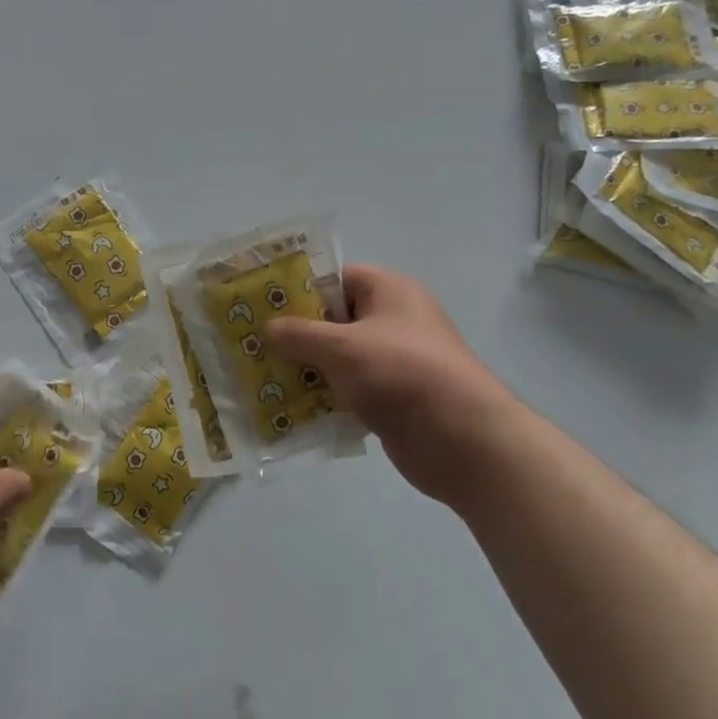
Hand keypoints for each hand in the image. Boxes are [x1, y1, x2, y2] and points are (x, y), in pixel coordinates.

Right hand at [264, 264, 526, 505]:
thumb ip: (300, 334)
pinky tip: (289, 409)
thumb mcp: (342, 347)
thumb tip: (268, 328)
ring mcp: (394, 362)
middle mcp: (393, 321)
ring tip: (261, 377)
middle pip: (333, 319)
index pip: (336, 278)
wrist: (464, 440)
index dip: (299, 289)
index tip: (262, 305)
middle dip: (295, 334)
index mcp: (389, 291)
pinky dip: (323, 398)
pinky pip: (348, 390)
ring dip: (305, 369)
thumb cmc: (402, 374)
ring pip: (338, 358)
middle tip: (253, 343)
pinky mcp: (392, 398)